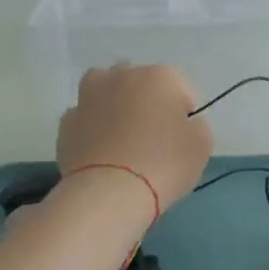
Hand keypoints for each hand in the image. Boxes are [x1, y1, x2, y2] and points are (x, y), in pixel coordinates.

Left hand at [56, 63, 212, 211]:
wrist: (109, 193)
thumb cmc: (164, 164)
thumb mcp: (202, 145)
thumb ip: (196, 126)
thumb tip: (182, 124)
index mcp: (159, 77)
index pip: (181, 87)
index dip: (185, 112)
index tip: (184, 137)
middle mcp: (121, 77)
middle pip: (139, 81)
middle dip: (146, 100)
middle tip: (153, 134)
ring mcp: (88, 98)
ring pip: (104, 89)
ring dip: (112, 103)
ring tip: (120, 133)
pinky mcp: (66, 123)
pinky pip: (84, 118)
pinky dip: (91, 128)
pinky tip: (99, 150)